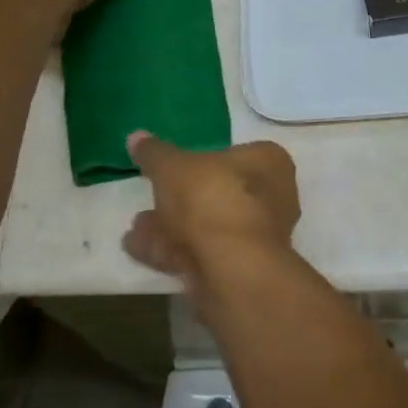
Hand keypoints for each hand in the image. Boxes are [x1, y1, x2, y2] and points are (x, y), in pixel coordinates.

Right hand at [123, 133, 299, 293]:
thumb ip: (155, 152)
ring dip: (172, 227)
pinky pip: (203, 253)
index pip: (237, 153)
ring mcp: (259, 238)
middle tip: (150, 199)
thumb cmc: (211, 198)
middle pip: (220, 193)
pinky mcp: (242, 271)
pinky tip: (139, 250)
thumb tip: (136, 136)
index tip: (175, 167)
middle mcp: (272, 198)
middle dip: (181, 200)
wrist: (231, 267)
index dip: (204, 159)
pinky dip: (172, 251)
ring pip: (209, 226)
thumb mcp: (173, 166)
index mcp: (268, 163)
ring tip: (136, 228)